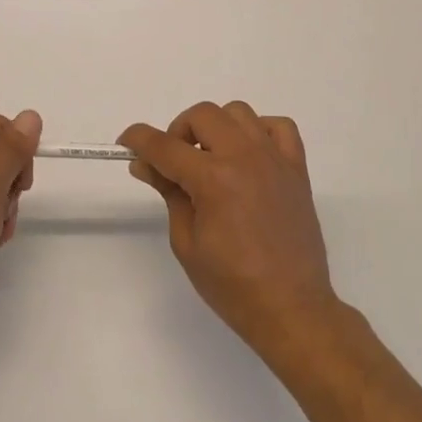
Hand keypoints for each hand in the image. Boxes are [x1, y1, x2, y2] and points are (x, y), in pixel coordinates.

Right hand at [121, 101, 337, 358]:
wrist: (291, 309)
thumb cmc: (232, 285)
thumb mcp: (186, 242)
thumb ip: (168, 192)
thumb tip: (145, 164)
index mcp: (213, 179)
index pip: (164, 145)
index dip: (138, 139)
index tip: (125, 142)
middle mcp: (244, 157)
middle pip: (202, 115)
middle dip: (179, 132)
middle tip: (174, 163)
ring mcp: (274, 159)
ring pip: (238, 112)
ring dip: (217, 128)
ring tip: (212, 159)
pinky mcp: (296, 168)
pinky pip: (278, 126)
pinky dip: (259, 131)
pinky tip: (249, 155)